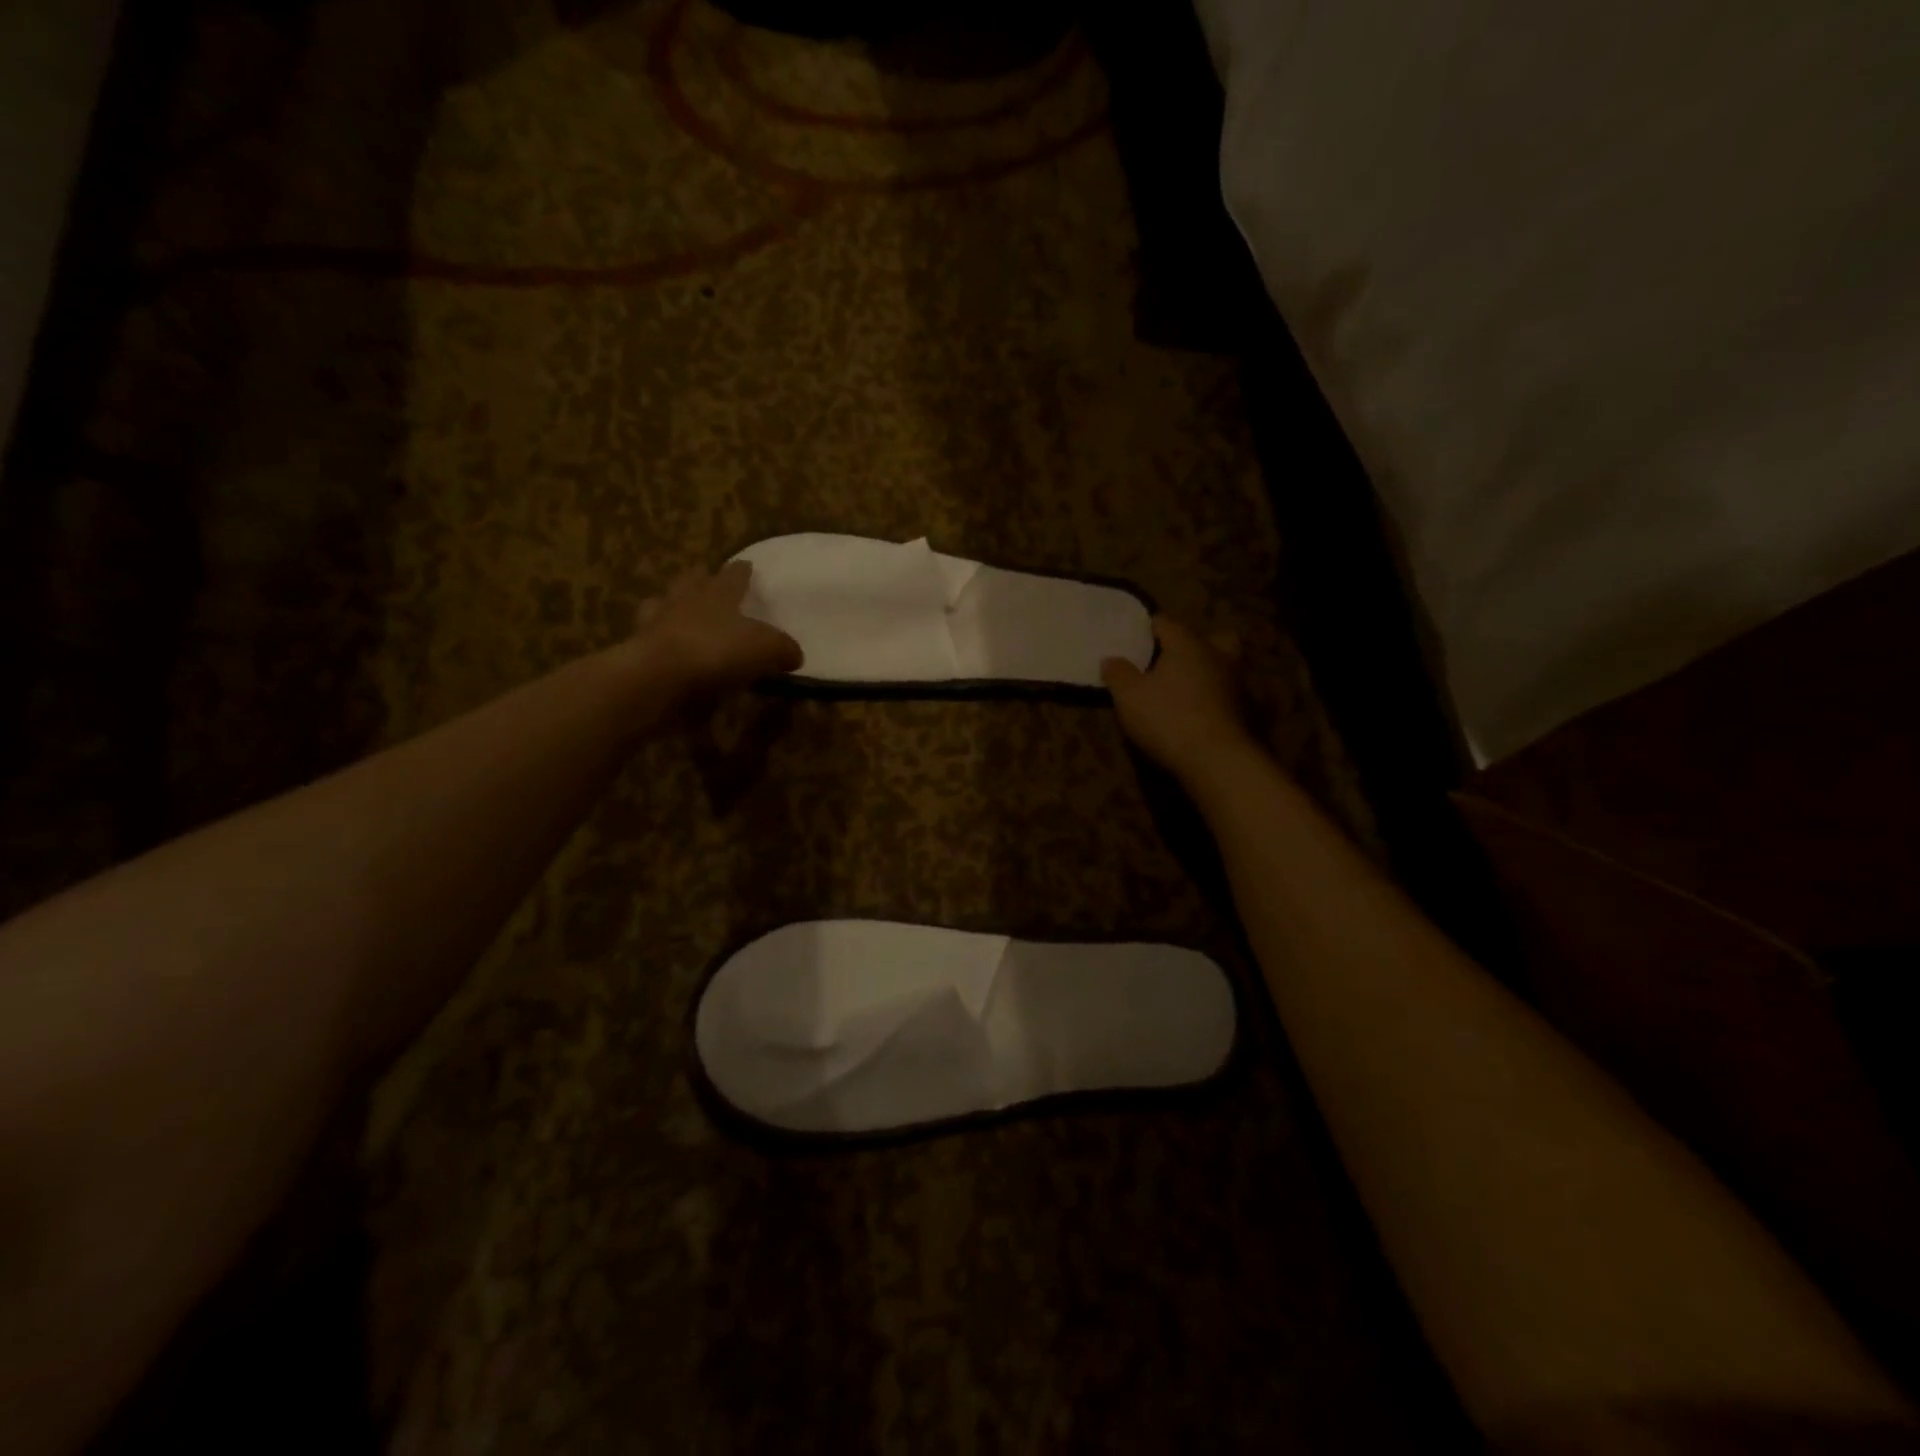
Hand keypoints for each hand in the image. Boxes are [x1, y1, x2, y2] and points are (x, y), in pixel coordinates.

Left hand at [636, 561, 802, 697]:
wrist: (659, 675)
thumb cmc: (716, 650)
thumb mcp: (765, 649)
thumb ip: (783, 649)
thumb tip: (795, 654)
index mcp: (718, 593)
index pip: (733, 575)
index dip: (742, 571)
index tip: (746, 564)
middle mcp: (685, 600)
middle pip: (692, 581)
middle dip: (700, 579)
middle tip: (705, 578)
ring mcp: (657, 622)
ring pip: (663, 604)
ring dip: (671, 605)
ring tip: (679, 612)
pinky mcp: (639, 649)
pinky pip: (652, 638)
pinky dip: (660, 640)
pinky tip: (669, 650)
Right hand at [1101, 616, 1254, 782]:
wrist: (1216, 760)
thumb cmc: (1167, 718)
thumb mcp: (1129, 696)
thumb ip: (1118, 674)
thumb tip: (1110, 659)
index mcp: (1187, 644)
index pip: (1165, 623)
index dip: (1148, 628)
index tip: (1135, 639)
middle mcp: (1216, 655)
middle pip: (1212, 637)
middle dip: (1195, 644)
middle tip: (1175, 660)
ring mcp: (1236, 683)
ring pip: (1226, 664)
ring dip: (1209, 671)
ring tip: (1187, 689)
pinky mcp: (1246, 710)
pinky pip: (1229, 694)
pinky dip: (1218, 698)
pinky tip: (1202, 712)